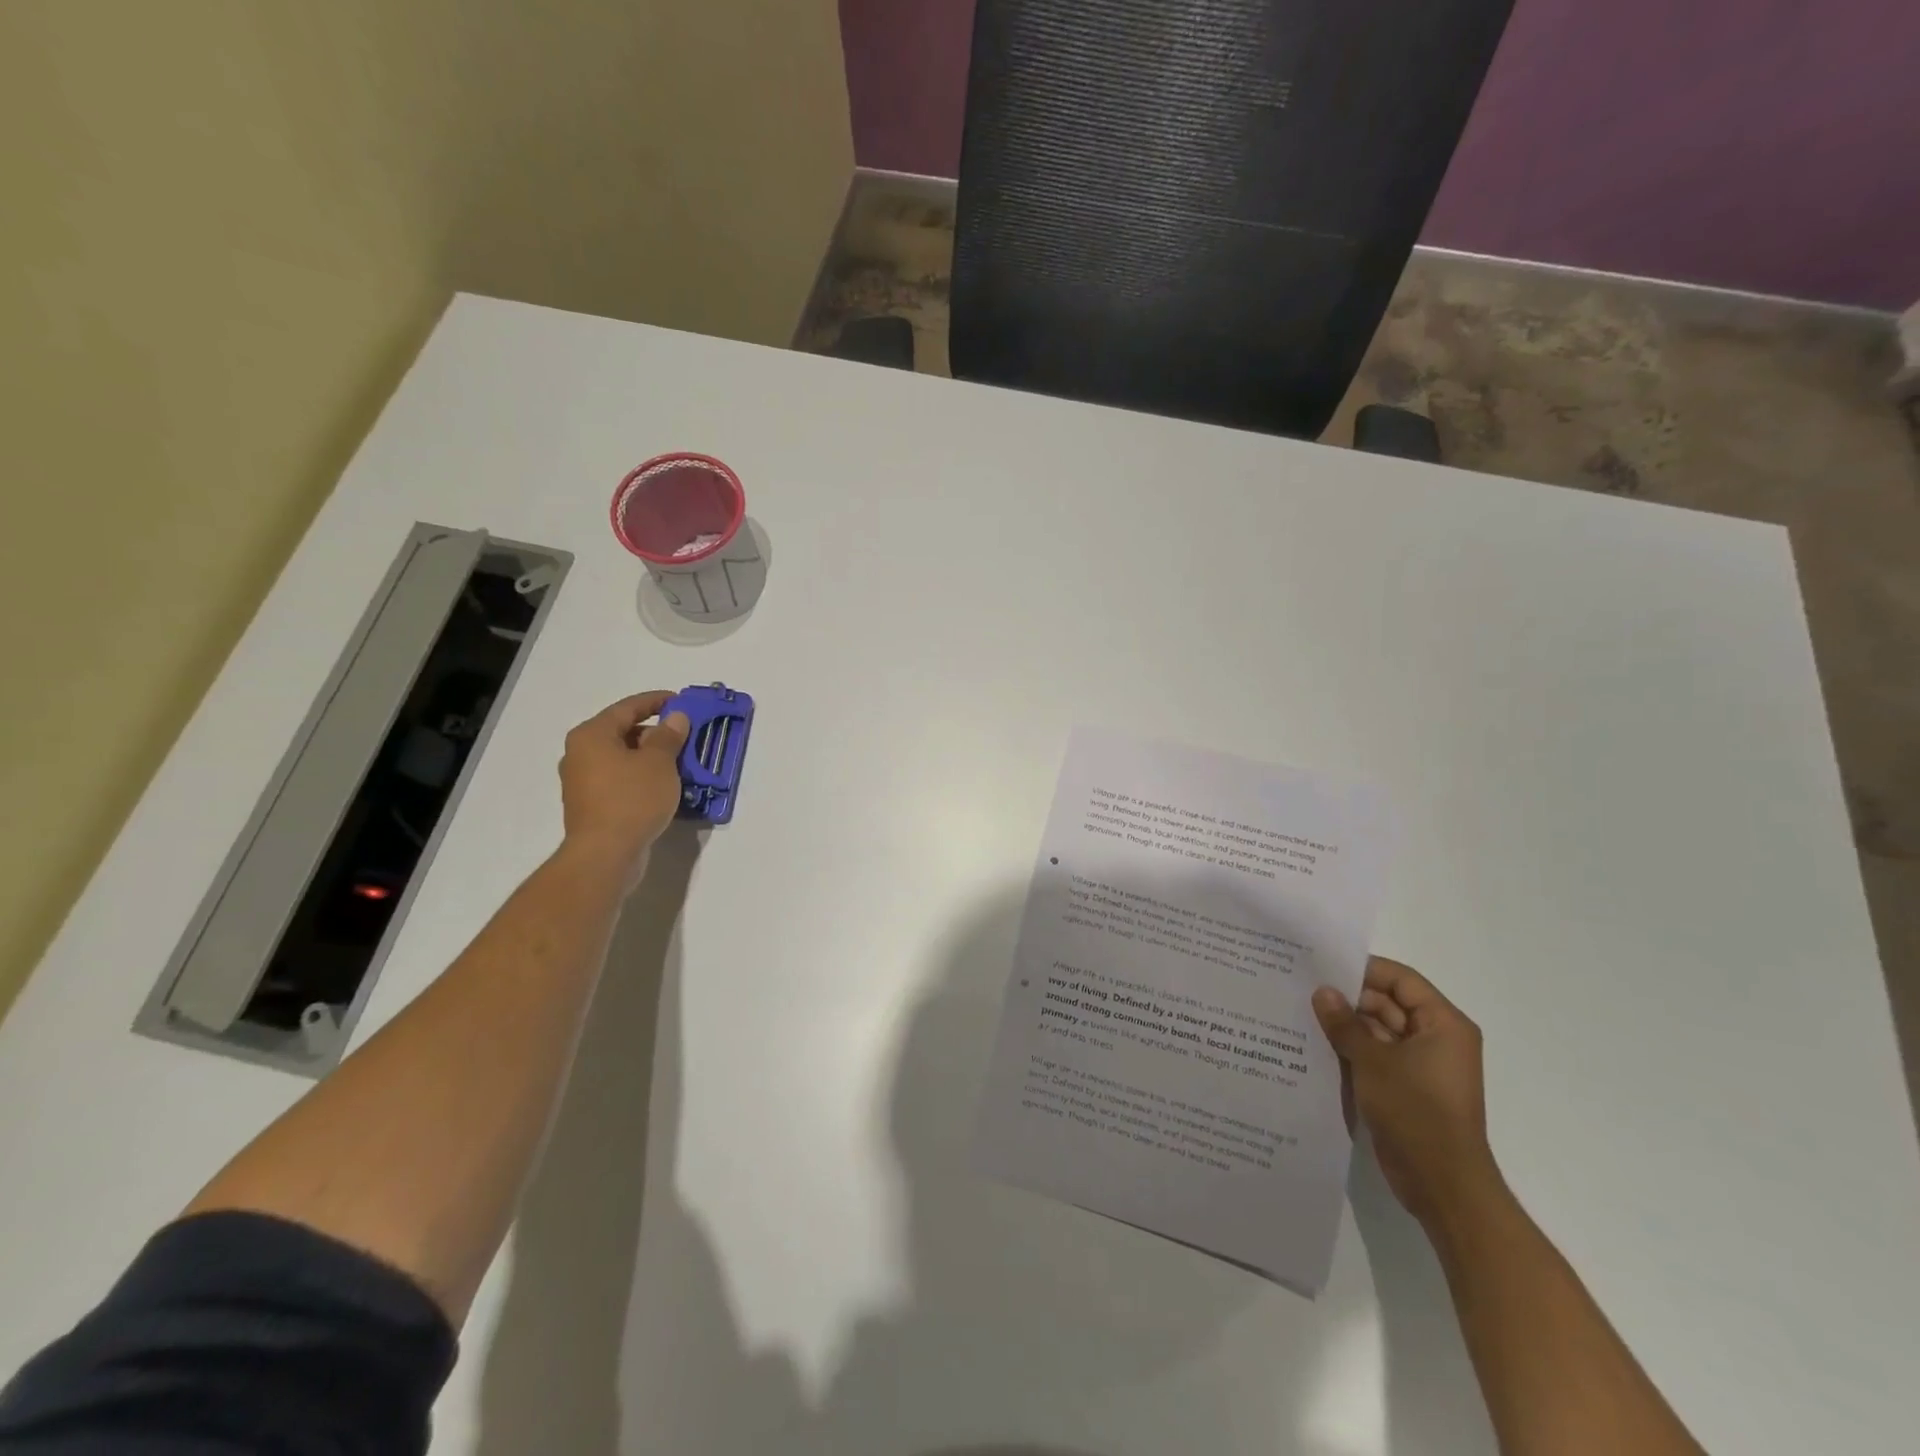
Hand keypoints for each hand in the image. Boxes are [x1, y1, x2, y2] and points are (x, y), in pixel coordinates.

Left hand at [557, 691, 689, 878]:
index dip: (656, 701)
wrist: (605, 854)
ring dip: (650, 758)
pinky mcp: (591, 805)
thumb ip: (668, 736)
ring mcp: (583, 782)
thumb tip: (675, 717)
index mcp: (592, 735)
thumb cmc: (632, 799)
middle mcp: (580, 754)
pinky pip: (620, 780)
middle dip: (655, 733)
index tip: (680, 700)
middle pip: (623, 732)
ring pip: (622, 759)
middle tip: (685, 736)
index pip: (627, 707)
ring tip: (680, 763)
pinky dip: (641, 777)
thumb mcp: (659, 762)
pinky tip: (663, 787)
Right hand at [1313, 958, 1502, 1227]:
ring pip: (1378, 1031)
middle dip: (1348, 999)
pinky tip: (1314, 1045)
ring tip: (1301, 1014)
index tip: (1323, 965)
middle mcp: (1435, 1039)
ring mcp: (1421, 1066)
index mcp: (1442, 1024)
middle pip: (1388, 1003)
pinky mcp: (1406, 1088)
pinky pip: (1375, 1057)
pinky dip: (1350, 1050)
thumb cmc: (1416, 1111)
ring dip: (1346, 1026)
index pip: (1401, 979)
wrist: (1442, 1184)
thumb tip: (1322, 992)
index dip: (1364, 969)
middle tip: (1303, 990)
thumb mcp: (1373, 1061)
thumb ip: (1345, 1023)